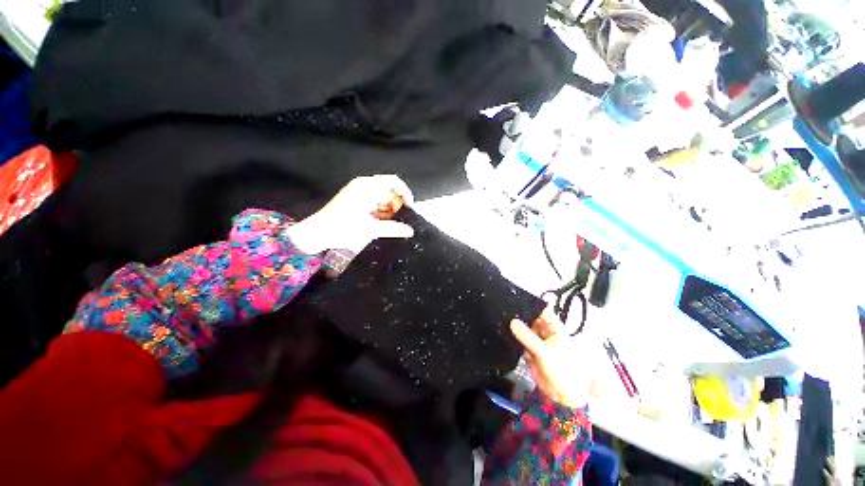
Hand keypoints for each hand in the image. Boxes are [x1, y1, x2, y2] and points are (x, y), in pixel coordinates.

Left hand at [286, 175, 414, 254]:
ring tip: (384, 222)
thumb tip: (410, 231)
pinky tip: (376, 221)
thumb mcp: (370, 229)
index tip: (409, 208)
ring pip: (381, 196)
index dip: (405, 193)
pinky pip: (373, 200)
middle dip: (396, 203)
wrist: (317, 233)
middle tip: (396, 219)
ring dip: (387, 208)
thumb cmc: (342, 228)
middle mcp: (363, 185)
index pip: (394, 182)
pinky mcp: (354, 199)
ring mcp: (358, 191)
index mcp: (367, 187)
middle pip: (389, 189)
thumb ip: (393, 229)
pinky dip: (379, 210)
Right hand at [510, 308, 591, 408]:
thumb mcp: (545, 352)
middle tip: (504, 309)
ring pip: (525, 331)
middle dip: (520, 316)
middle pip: (531, 320)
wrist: (564, 397)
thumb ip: (528, 337)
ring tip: (501, 319)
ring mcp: (538, 343)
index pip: (542, 311)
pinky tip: (503, 334)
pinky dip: (514, 340)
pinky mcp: (531, 353)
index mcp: (554, 329)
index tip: (516, 299)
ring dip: (516, 328)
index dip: (531, 304)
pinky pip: (521, 342)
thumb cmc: (563, 371)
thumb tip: (512, 322)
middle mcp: (545, 333)